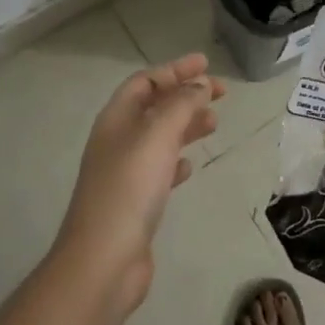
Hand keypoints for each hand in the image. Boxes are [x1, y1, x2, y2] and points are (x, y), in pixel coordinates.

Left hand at [55, 53, 225, 310]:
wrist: (104, 260)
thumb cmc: (129, 188)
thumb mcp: (158, 136)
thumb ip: (181, 105)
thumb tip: (199, 85)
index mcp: (116, 119)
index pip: (145, 81)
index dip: (175, 70)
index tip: (206, 64)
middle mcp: (117, 141)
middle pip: (154, 106)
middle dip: (185, 95)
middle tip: (221, 93)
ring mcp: (124, 173)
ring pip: (159, 137)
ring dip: (185, 125)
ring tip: (214, 123)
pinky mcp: (135, 202)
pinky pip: (159, 169)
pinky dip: (176, 160)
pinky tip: (190, 166)